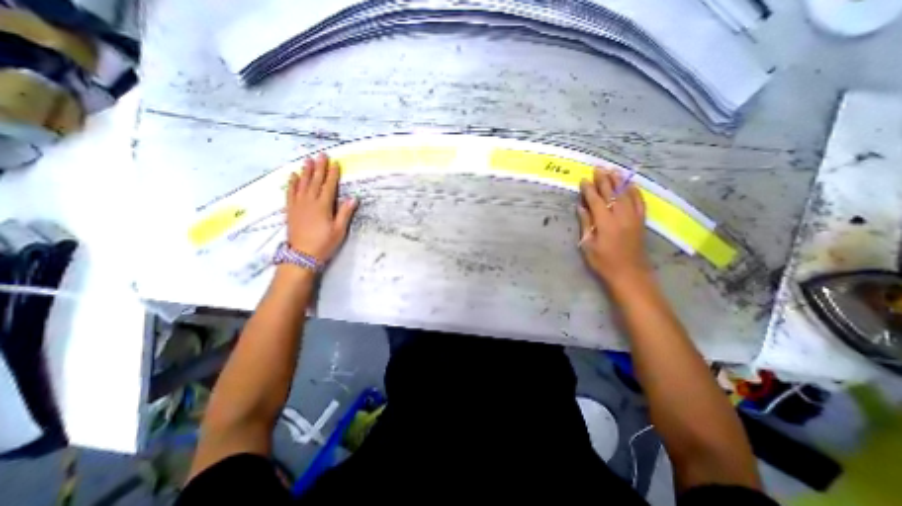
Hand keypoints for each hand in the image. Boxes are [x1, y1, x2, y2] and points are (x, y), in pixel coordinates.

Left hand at [288, 152, 359, 264]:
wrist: (302, 255)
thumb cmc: (324, 243)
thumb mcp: (339, 230)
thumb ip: (345, 213)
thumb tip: (353, 198)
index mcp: (323, 206)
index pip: (329, 186)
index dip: (332, 174)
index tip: (335, 163)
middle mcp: (309, 201)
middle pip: (315, 181)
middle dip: (319, 167)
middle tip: (321, 155)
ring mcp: (298, 204)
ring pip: (302, 184)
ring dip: (305, 171)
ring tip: (307, 160)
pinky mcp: (290, 209)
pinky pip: (290, 192)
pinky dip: (292, 183)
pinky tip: (293, 175)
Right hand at [581, 167, 652, 284]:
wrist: (629, 274)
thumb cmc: (603, 262)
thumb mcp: (588, 245)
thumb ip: (585, 224)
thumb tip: (580, 207)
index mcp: (605, 222)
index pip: (596, 200)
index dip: (589, 189)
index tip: (583, 180)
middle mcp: (621, 216)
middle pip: (612, 193)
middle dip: (604, 180)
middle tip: (597, 168)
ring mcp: (633, 217)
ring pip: (626, 194)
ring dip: (619, 181)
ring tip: (612, 170)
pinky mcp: (641, 221)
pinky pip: (640, 202)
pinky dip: (635, 191)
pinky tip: (631, 185)